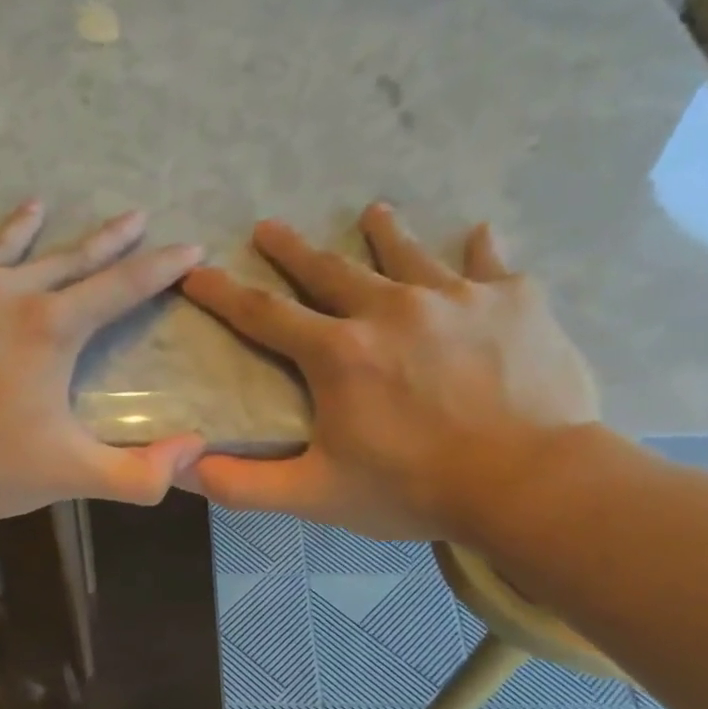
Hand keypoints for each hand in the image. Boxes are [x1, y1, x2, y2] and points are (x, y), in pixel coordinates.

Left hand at [0, 200, 206, 519]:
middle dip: (106, 240)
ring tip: (38, 204)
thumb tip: (193, 451)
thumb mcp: (68, 475)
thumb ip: (137, 474)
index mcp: (50, 329)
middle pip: (66, 258)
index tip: (190, 248)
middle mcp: (3, 294)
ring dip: (23, 229)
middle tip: (133, 216)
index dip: (160, 270)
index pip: (120, 288)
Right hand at [180, 204, 600, 542]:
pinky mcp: (513, 301)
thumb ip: (243, 484)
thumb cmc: (412, 489)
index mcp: (338, 353)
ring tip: (372, 213)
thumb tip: (181, 468)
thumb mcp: (315, 495)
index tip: (196, 271)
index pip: (264, 315)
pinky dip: (478, 253)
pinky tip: (476, 238)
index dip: (223, 294)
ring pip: (407, 254)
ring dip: (384, 234)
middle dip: (293, 250)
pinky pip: (489, 266)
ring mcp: (455, 297)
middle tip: (269, 227)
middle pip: (330, 270)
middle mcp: (389, 309)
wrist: (526, 481)